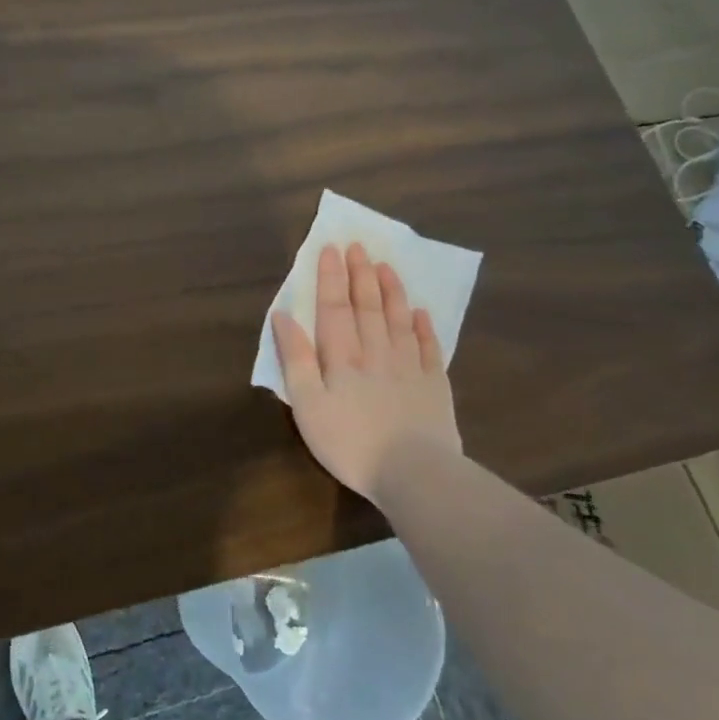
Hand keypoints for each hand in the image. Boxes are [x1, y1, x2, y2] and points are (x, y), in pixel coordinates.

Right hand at [272, 243, 462, 501]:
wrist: (414, 473)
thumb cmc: (349, 442)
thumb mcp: (307, 404)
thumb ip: (295, 358)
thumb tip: (283, 316)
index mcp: (342, 357)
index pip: (334, 308)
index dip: (330, 278)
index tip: (330, 250)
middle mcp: (376, 352)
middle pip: (367, 307)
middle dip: (360, 274)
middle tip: (358, 246)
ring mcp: (409, 367)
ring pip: (399, 320)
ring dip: (391, 291)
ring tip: (386, 267)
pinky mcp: (435, 386)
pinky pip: (430, 348)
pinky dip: (425, 328)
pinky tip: (421, 313)